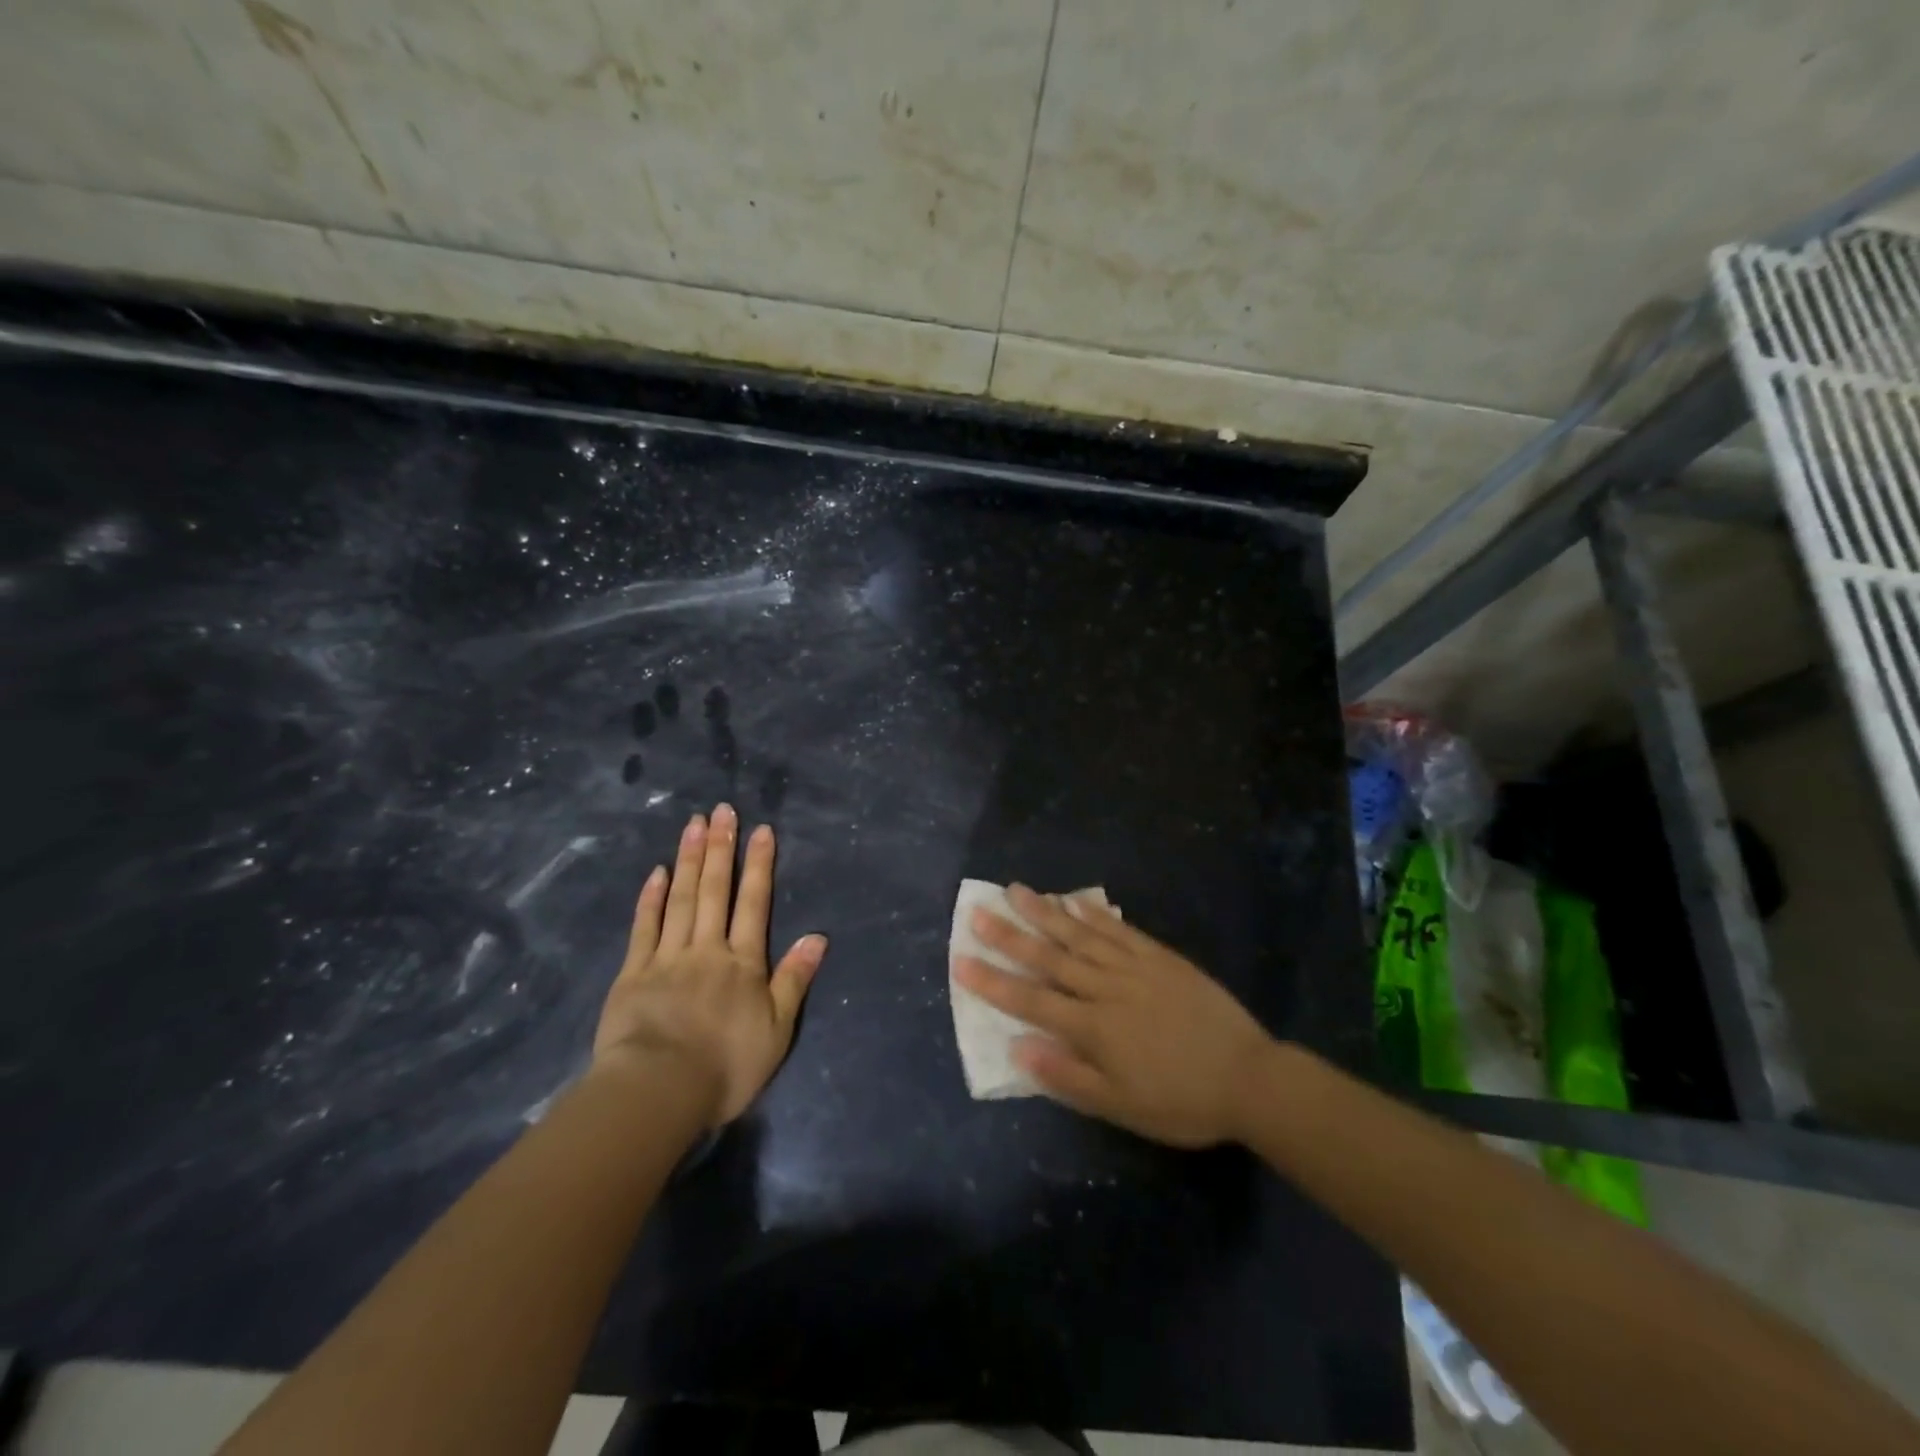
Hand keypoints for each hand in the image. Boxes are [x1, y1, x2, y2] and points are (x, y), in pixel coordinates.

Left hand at [593, 803, 826, 1125]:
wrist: (658, 1091)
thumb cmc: (726, 1066)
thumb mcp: (777, 1029)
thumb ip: (794, 979)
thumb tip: (818, 936)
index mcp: (743, 963)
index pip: (754, 903)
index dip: (759, 865)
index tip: (760, 830)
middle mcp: (707, 949)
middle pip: (715, 890)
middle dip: (721, 848)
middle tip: (722, 810)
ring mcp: (667, 958)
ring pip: (681, 899)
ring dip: (689, 859)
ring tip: (693, 824)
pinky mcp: (633, 974)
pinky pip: (644, 928)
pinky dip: (651, 898)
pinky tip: (657, 872)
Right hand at [953, 885, 1272, 1147]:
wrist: (1249, 1078)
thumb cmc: (1181, 1101)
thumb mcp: (1122, 1107)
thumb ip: (1068, 1077)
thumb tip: (1019, 1048)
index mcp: (1093, 1028)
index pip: (1031, 1001)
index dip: (993, 981)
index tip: (961, 959)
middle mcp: (1106, 989)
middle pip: (1049, 958)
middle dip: (1009, 936)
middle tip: (977, 912)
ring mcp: (1134, 968)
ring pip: (1079, 936)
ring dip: (1045, 913)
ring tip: (1015, 891)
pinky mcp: (1159, 957)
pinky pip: (1119, 930)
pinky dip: (1093, 914)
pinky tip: (1073, 900)